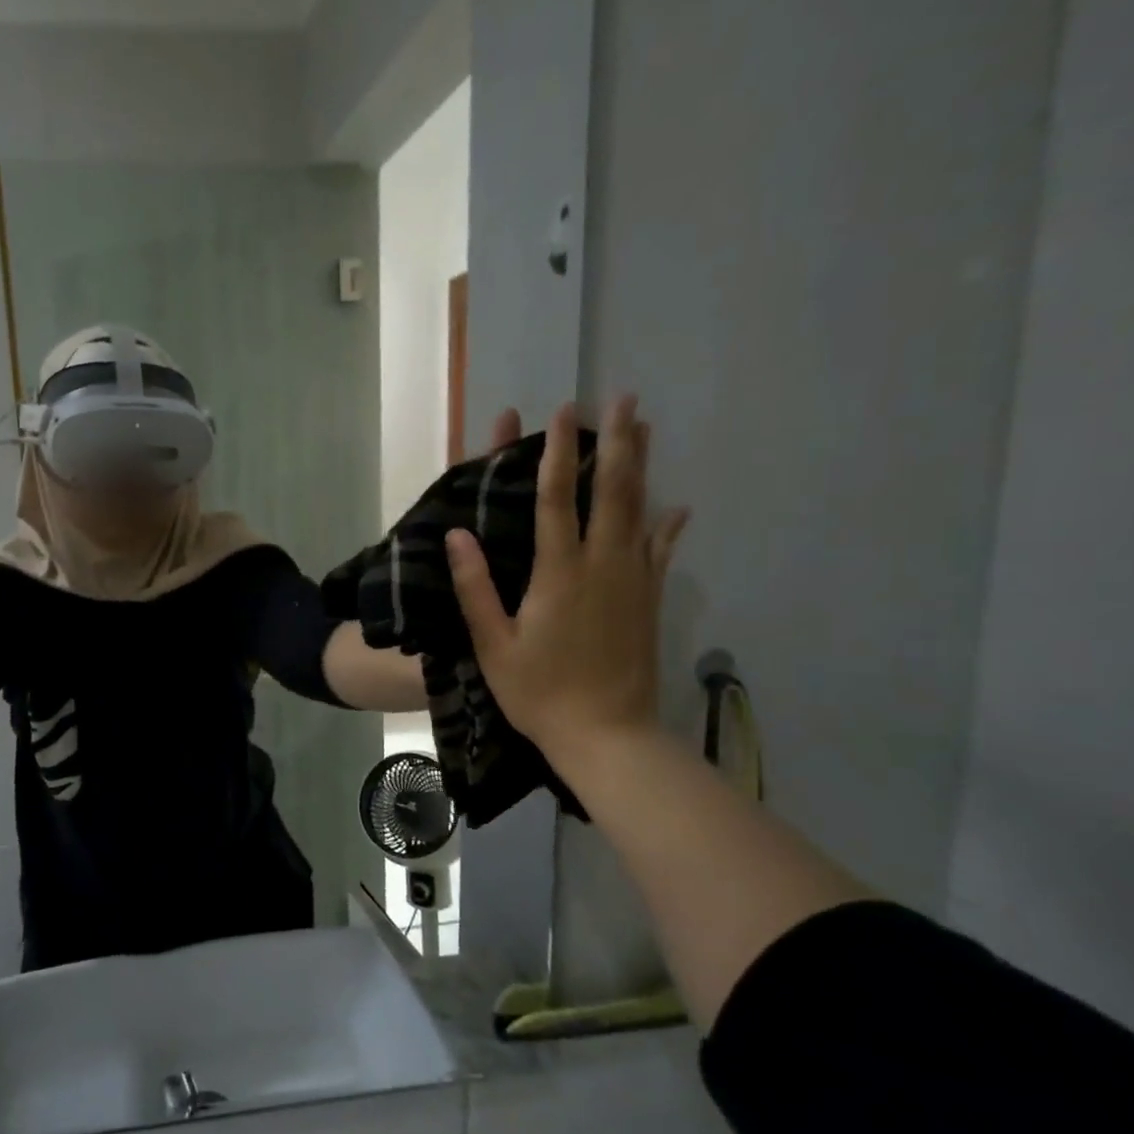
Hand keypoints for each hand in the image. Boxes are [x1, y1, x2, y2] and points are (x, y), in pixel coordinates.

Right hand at [446, 396, 689, 763]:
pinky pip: (661, 551)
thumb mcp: (494, 645)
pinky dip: (668, 524)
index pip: (556, 500)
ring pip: (641, 511)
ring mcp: (633, 580)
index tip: (560, 415)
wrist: (607, 735)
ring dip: (642, 466)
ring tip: (646, 428)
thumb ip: (475, 588)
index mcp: (559, 573)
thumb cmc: (540, 692)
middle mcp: (603, 565)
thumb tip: (456, 535)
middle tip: (623, 398)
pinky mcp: (649, 600)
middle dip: (615, 442)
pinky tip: (678, 506)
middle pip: (611, 491)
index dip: (555, 454)